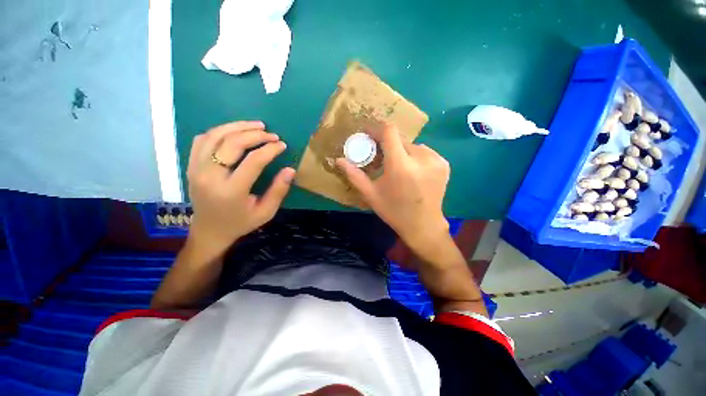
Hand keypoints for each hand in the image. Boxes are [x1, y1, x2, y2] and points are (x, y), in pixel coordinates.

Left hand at [187, 121, 295, 257]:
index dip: (270, 149)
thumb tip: (290, 169)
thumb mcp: (266, 212)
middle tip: (272, 134)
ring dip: (238, 127)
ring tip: (256, 125)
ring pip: (215, 136)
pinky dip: (220, 131)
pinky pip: (202, 139)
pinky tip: (234, 132)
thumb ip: (278, 190)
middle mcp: (210, 176)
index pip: (253, 161)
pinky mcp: (191, 165)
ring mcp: (196, 169)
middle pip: (232, 143)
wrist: (209, 230)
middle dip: (255, 135)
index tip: (282, 145)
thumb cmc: (241, 222)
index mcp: (231, 191)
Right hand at [336, 125, 450, 259]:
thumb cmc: (394, 211)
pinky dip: (416, 157)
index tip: (368, 135)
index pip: (389, 132)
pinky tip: (413, 171)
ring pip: (413, 145)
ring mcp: (436, 160)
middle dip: (388, 145)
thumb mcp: (371, 195)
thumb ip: (354, 175)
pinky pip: (425, 152)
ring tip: (398, 167)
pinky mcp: (444, 164)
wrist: (423, 226)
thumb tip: (338, 160)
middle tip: (381, 158)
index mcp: (400, 165)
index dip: (377, 129)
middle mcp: (421, 158)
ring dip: (402, 152)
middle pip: (400, 139)